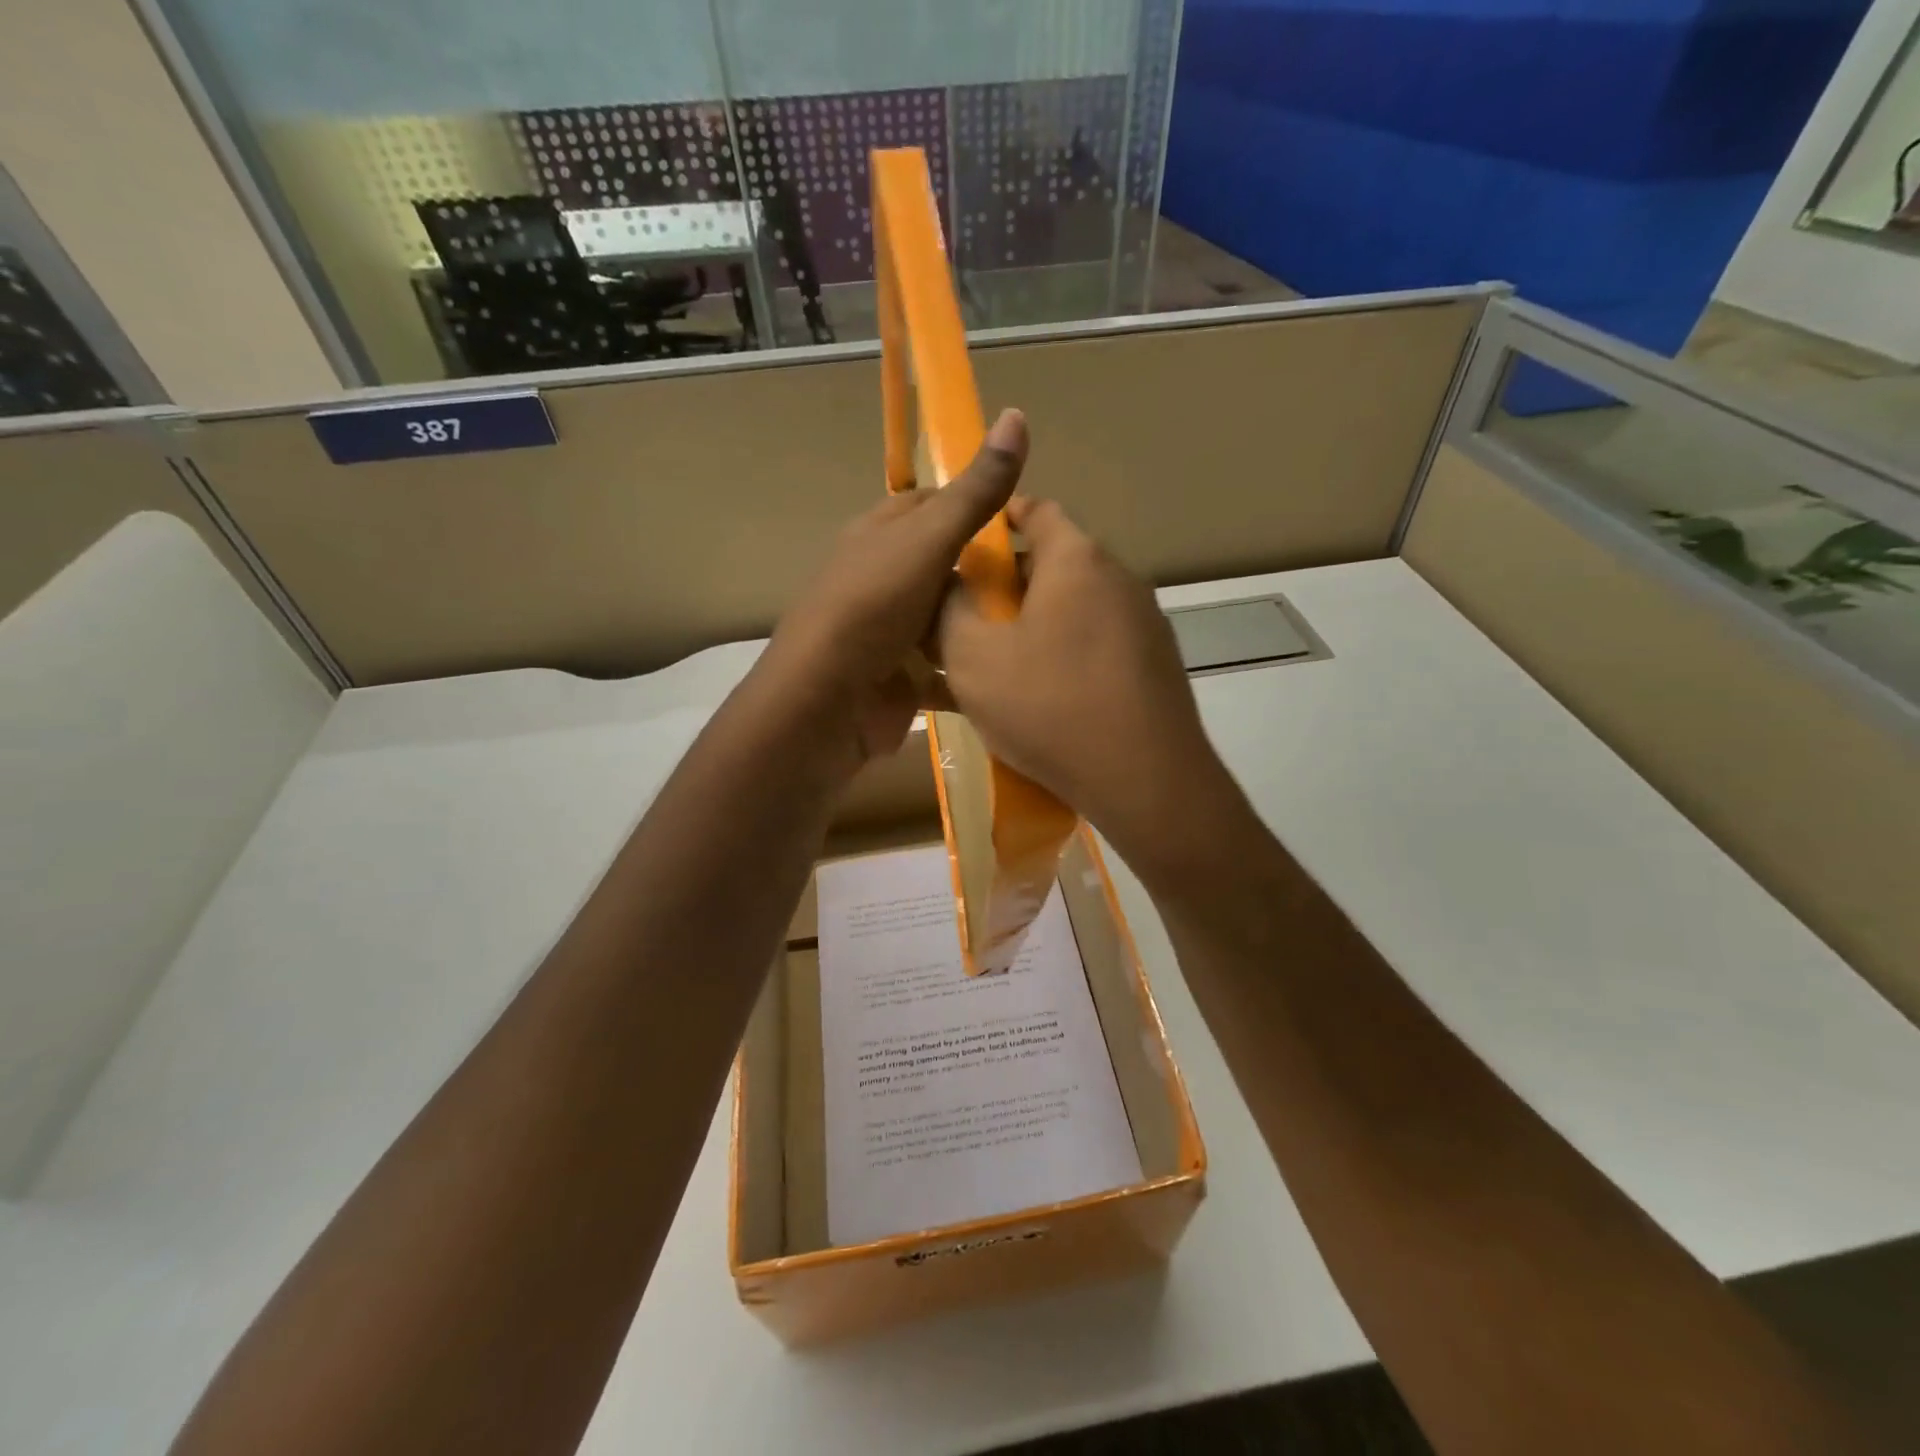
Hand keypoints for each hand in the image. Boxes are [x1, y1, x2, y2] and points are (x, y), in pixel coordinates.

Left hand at [768, 409, 1028, 762]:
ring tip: (1041, 622)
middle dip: (988, 571)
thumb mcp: (928, 540)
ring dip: (982, 622)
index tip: (1026, 519)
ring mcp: (890, 632)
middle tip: (1045, 579)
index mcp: (879, 534)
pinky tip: (1010, 669)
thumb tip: (1016, 414)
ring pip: (946, 618)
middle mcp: (882, 578)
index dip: (974, 504)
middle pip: (944, 564)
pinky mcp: (900, 678)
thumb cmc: (872, 608)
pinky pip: (943, 668)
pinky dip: (969, 669)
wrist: (826, 703)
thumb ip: (974, 492)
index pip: (931, 504)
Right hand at [937, 495, 1238, 880]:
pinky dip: (1064, 657)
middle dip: (1007, 585)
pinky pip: (1096, 647)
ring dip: (1034, 626)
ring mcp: (1145, 625)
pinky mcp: (1156, 667)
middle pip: (1054, 564)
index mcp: (1077, 560)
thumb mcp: (973, 658)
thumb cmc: (1049, 706)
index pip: (1037, 510)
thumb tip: (949, 586)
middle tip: (968, 619)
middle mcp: (1120, 580)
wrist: (1146, 781)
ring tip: (996, 665)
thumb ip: (949, 610)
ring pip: (1074, 611)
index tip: (967, 543)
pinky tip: (1041, 699)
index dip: (999, 518)